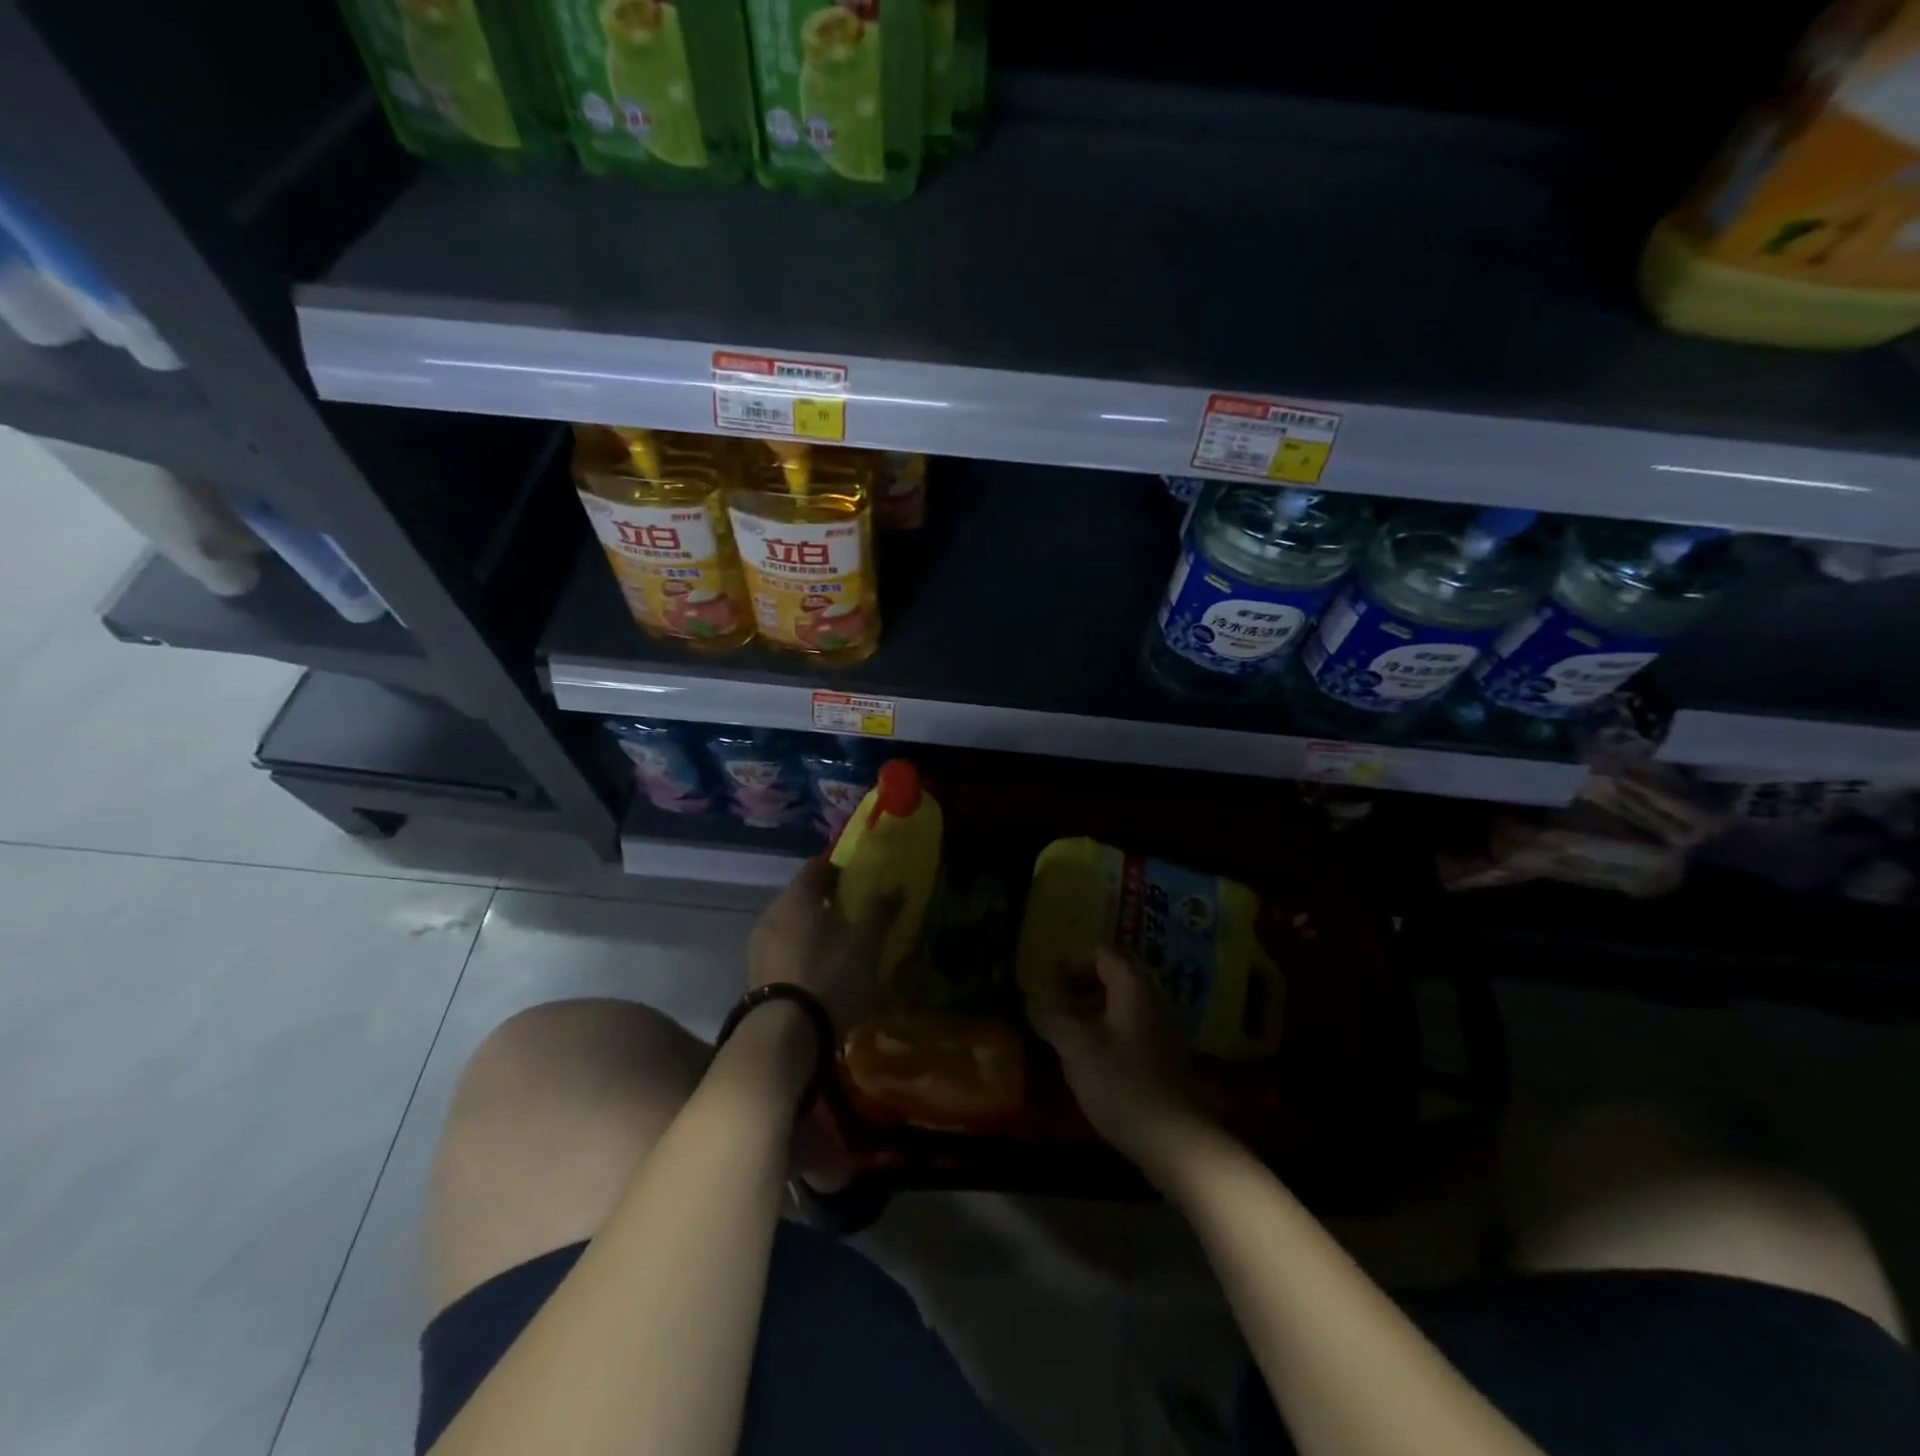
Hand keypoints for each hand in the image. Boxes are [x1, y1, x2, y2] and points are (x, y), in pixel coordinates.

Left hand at [748, 858, 897, 1031]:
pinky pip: (783, 952)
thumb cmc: (830, 975)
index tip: (856, 881)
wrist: (785, 1034)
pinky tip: (819, 972)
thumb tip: (897, 886)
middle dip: (824, 902)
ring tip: (838, 946)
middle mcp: (772, 914)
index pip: (815, 867)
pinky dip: (800, 953)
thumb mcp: (866, 943)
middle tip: (852, 914)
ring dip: (812, 930)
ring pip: (790, 925)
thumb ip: (880, 911)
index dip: (837, 870)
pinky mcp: (756, 975)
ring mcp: (759, 946)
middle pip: (801, 897)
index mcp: (798, 897)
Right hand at [1026, 948, 1213, 1184]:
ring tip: (1060, 1039)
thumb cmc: (1122, 1083)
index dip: (1071, 962)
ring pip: (1117, 1011)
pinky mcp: (1161, 1065)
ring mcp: (1160, 1035)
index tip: (1046, 983)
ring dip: (1087, 1016)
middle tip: (1048, 1009)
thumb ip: (1051, 1014)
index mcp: (1133, 989)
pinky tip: (1086, 1068)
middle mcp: (1151, 1004)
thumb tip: (1031, 994)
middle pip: (1111, 981)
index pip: (1102, 954)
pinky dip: (1103, 1040)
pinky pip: (1126, 1036)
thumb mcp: (1075, 1046)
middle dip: (1076, 990)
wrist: (1176, 1143)